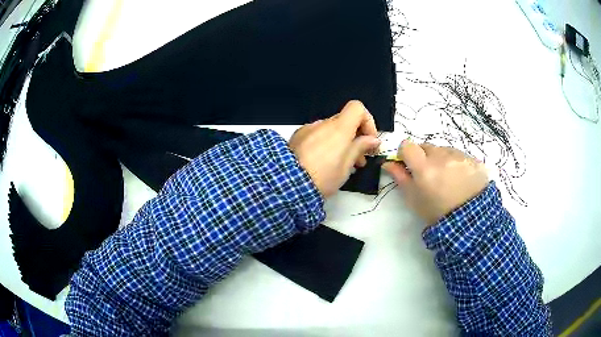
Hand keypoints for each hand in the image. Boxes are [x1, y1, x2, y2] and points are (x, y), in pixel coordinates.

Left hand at [289, 100, 380, 196]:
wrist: (287, 185)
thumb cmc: (322, 178)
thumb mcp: (346, 166)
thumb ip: (360, 148)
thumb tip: (372, 139)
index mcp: (338, 128)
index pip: (357, 107)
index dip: (367, 121)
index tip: (369, 140)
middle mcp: (322, 123)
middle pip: (345, 120)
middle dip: (355, 136)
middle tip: (359, 159)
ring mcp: (308, 129)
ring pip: (331, 129)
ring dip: (341, 141)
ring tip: (343, 164)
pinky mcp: (297, 137)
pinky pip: (317, 134)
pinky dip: (326, 143)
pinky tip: (324, 162)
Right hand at [383, 140, 489, 225]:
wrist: (469, 222)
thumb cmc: (436, 212)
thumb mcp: (414, 199)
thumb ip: (400, 177)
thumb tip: (388, 162)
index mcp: (424, 167)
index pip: (408, 145)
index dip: (406, 154)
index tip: (409, 165)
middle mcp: (442, 156)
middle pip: (426, 147)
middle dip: (425, 157)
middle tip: (430, 175)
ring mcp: (460, 156)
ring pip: (444, 150)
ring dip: (442, 159)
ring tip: (448, 179)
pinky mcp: (474, 160)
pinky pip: (460, 156)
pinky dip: (457, 164)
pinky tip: (461, 179)